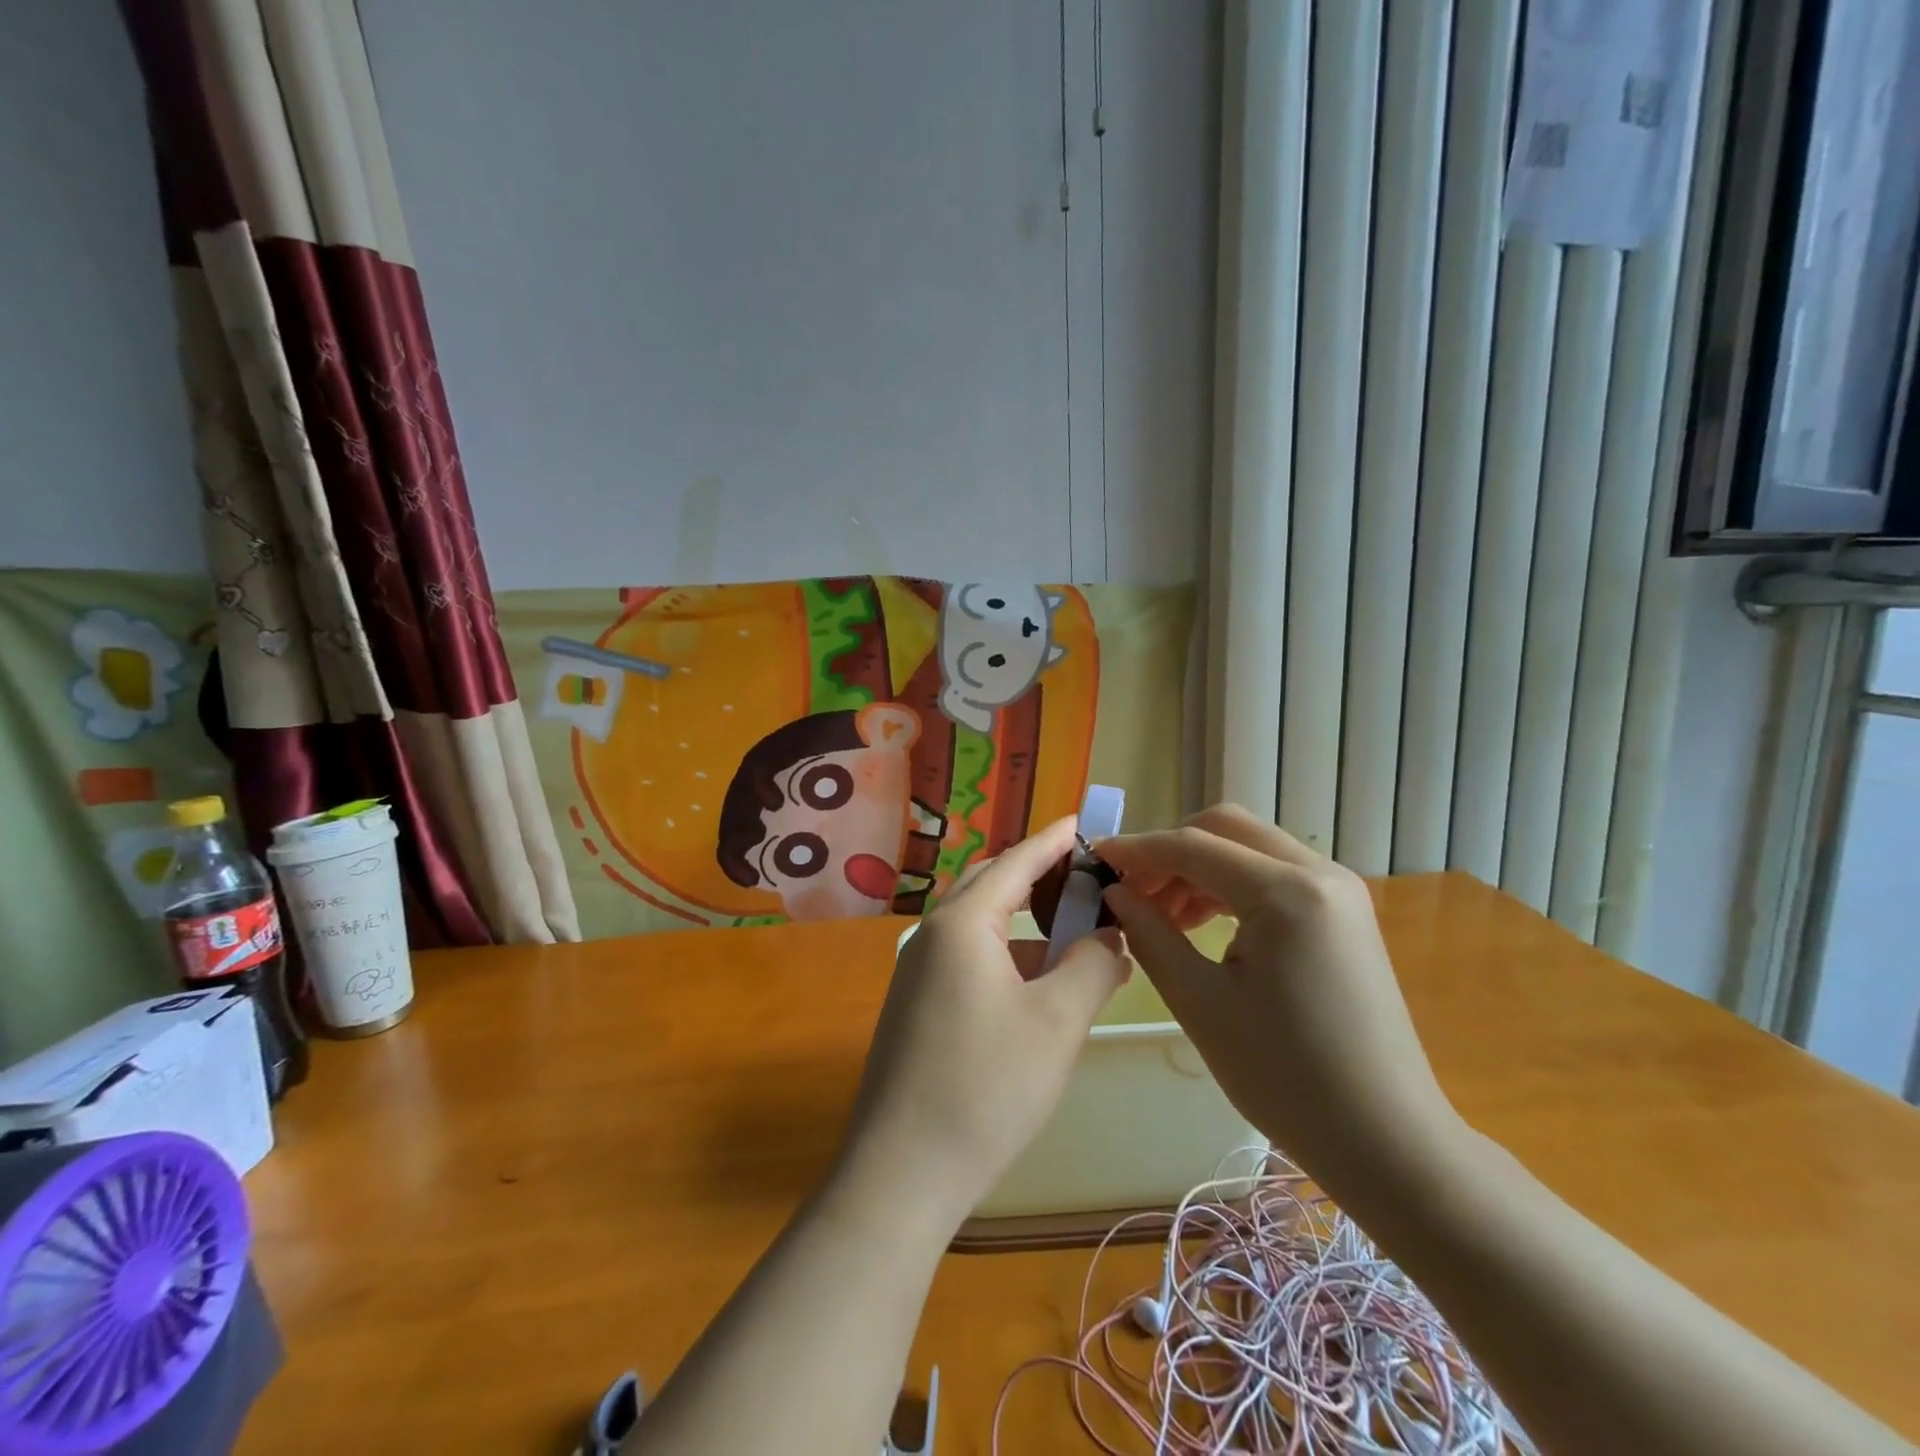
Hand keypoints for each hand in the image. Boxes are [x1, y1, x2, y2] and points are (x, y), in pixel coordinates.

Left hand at [833, 818, 1129, 1226]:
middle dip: (1036, 876)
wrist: (901, 1172)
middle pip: (990, 885)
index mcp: (962, 923)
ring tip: (1069, 932)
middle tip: (1084, 878)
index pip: (1015, 862)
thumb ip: (1092, 965)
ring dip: (1022, 921)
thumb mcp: (1057, 1021)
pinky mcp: (914, 1007)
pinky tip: (1033, 984)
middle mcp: (932, 935)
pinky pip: (966, 958)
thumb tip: (1110, 938)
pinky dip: (1004, 956)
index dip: (1051, 841)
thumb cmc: (987, 1086)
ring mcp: (916, 972)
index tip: (1081, 822)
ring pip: (977, 926)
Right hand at [1095, 805, 1460, 1185]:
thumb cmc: (1286, 1077)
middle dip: (1170, 850)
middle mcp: (1319, 873)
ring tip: (1161, 914)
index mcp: (1287, 893)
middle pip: (1226, 827)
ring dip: (1199, 867)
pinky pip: (1274, 875)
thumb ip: (1150, 935)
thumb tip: (1114, 893)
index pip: (1193, 846)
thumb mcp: (1201, 1003)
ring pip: (1250, 847)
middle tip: (1131, 890)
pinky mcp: (1344, 913)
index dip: (1137, 849)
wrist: (1387, 1140)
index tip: (1093, 859)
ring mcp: (1339, 891)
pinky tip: (1203, 923)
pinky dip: (1230, 885)